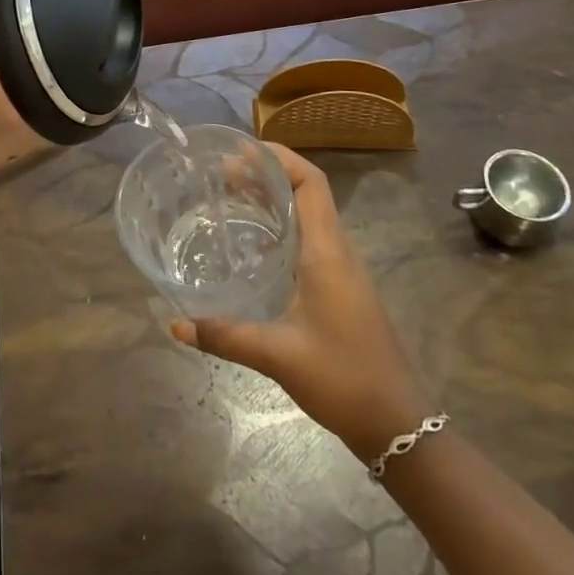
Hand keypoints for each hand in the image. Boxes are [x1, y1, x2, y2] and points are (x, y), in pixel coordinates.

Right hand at [172, 144, 430, 456]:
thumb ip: (224, 335)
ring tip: (231, 198)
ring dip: (274, 199)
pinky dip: (281, 226)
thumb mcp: (277, 355)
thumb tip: (175, 324)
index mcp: (327, 252)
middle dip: (267, 174)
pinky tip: (253, 245)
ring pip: (309, 214)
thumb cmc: (343, 378)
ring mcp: (343, 269)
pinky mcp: (341, 287)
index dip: (279, 158)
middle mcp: (338, 250)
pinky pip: (310, 238)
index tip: (240, 151)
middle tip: (222, 174)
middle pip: (307, 192)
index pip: (310, 182)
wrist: (398, 424)